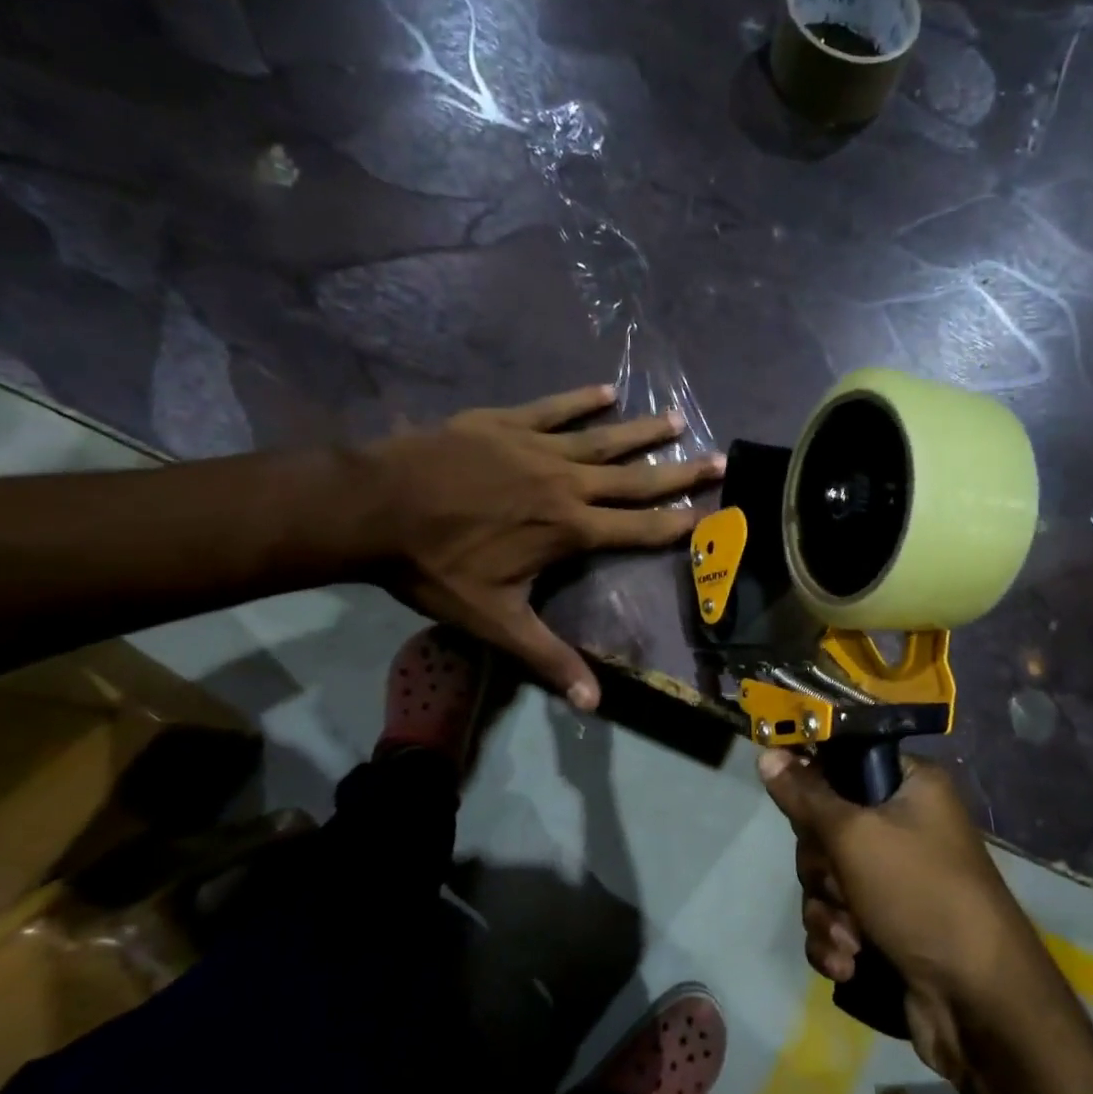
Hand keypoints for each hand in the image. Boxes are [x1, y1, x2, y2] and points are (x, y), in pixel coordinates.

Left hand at [368, 385, 721, 709]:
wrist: (375, 508)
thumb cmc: (439, 567)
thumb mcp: (496, 621)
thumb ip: (549, 658)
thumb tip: (592, 704)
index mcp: (569, 530)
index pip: (639, 529)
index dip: (679, 523)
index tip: (713, 512)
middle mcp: (566, 484)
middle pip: (634, 479)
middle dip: (679, 471)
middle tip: (717, 459)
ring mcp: (537, 448)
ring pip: (602, 439)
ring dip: (642, 431)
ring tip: (676, 419)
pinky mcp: (506, 423)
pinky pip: (554, 409)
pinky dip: (581, 401)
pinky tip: (606, 390)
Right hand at [757, 750, 1046, 1077]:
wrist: (978, 1001)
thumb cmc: (920, 894)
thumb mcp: (855, 836)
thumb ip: (805, 795)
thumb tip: (767, 754)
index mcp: (909, 785)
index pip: (844, 761)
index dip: (812, 782)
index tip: (792, 805)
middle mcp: (904, 823)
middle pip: (826, 826)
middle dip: (822, 868)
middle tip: (839, 884)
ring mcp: (895, 876)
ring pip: (826, 876)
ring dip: (827, 911)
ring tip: (850, 938)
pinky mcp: (885, 922)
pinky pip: (836, 916)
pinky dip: (836, 940)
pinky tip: (850, 963)